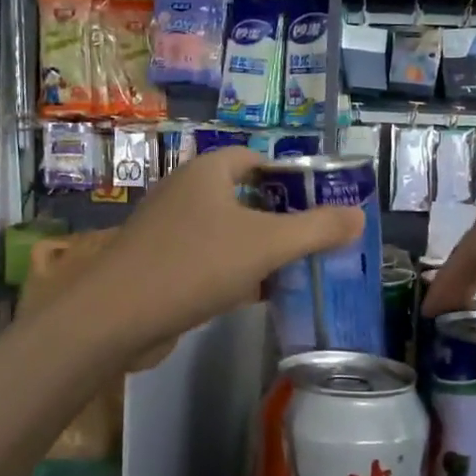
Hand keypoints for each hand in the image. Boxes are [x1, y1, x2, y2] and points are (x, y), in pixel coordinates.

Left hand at [84, 148, 363, 353]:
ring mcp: (169, 231)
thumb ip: (316, 229)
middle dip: (280, 217)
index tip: (318, 202)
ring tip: (296, 268)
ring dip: (258, 248)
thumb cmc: (196, 264)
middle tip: (314, 239)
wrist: (117, 316)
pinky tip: (258, 296)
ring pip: (226, 232)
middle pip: (243, 196)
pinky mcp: (160, 266)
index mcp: (207, 173)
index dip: (289, 176)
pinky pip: (208, 261)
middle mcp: (185, 193)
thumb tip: (358, 216)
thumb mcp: (267, 244)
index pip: (254, 158)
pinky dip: (234, 272)